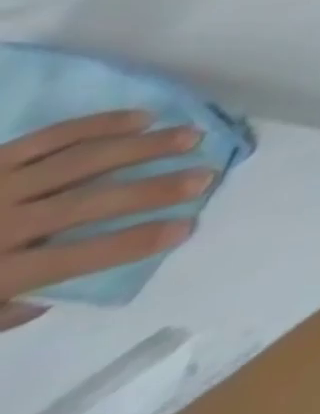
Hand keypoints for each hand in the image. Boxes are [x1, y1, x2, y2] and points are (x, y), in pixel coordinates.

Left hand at [1, 111, 212, 329]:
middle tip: (206, 175)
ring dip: (145, 147)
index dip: (136, 242)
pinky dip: (101, 124)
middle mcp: (2, 225)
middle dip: (155, 189)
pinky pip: (53, 135)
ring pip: (85, 160)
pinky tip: (141, 118)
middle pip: (92, 203)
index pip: (79, 258)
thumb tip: (54, 295)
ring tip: (190, 136)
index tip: (187, 226)